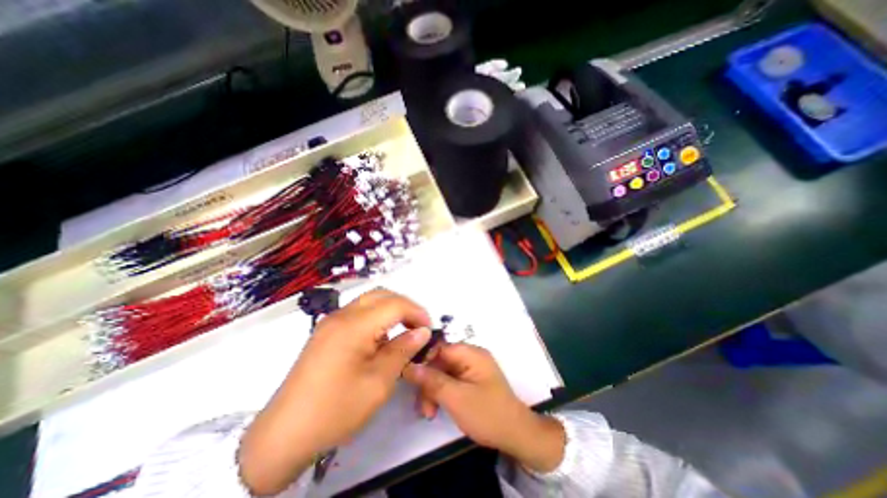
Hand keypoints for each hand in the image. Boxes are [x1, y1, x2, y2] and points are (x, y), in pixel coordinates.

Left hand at [235, 288, 428, 493]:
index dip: (417, 312)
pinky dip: (376, 317)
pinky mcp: (326, 331)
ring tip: (402, 332)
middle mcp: (341, 315)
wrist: (283, 435)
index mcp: (354, 326)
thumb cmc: (336, 409)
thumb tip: (423, 332)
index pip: (394, 304)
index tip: (428, 330)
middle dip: (404, 306)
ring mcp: (331, 322)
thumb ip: (403, 350)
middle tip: (417, 327)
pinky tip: (380, 340)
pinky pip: (358, 313)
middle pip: (381, 294)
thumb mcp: (378, 382)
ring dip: (390, 310)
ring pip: (369, 301)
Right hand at [404, 343, 563, 472]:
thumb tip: (408, 365)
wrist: (516, 434)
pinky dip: (441, 393)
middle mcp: (471, 356)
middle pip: (440, 361)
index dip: (423, 360)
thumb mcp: (456, 398)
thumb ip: (432, 380)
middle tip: (422, 407)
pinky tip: (436, 409)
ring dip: (433, 390)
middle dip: (428, 382)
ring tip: (428, 413)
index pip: (440, 347)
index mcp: (471, 353)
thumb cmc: (487, 413)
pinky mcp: (471, 380)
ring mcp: (471, 368)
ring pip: (443, 372)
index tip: (409, 377)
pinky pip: (450, 380)